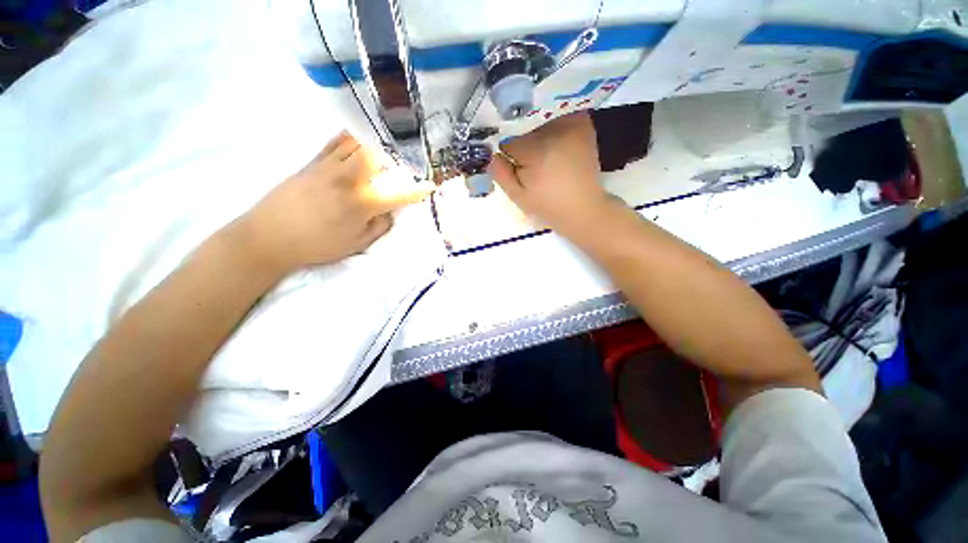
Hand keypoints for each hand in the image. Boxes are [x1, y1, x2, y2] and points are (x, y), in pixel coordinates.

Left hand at [237, 131, 433, 274]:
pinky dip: (350, 137)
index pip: (399, 193)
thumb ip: (379, 226)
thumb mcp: (357, 244)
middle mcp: (349, 179)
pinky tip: (357, 139)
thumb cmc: (317, 245)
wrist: (270, 236)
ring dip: (375, 145)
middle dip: (395, 158)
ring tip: (383, 150)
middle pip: (378, 156)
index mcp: (363, 203)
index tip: (430, 185)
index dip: (417, 190)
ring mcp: (329, 167)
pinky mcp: (312, 162)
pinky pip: (335, 142)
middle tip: (401, 164)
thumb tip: (389, 211)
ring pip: (358, 144)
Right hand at [489, 112, 613, 232]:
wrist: (583, 209)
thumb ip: (501, 174)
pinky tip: (557, 145)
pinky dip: (553, 126)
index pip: (509, 141)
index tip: (516, 169)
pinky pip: (558, 116)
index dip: (509, 157)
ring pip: (540, 121)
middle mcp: (555, 130)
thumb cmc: (548, 206)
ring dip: (538, 135)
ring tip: (546, 158)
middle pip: (524, 128)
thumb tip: (490, 154)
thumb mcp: (518, 197)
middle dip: (523, 144)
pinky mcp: (583, 123)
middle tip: (532, 165)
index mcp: (537, 150)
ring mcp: (572, 123)